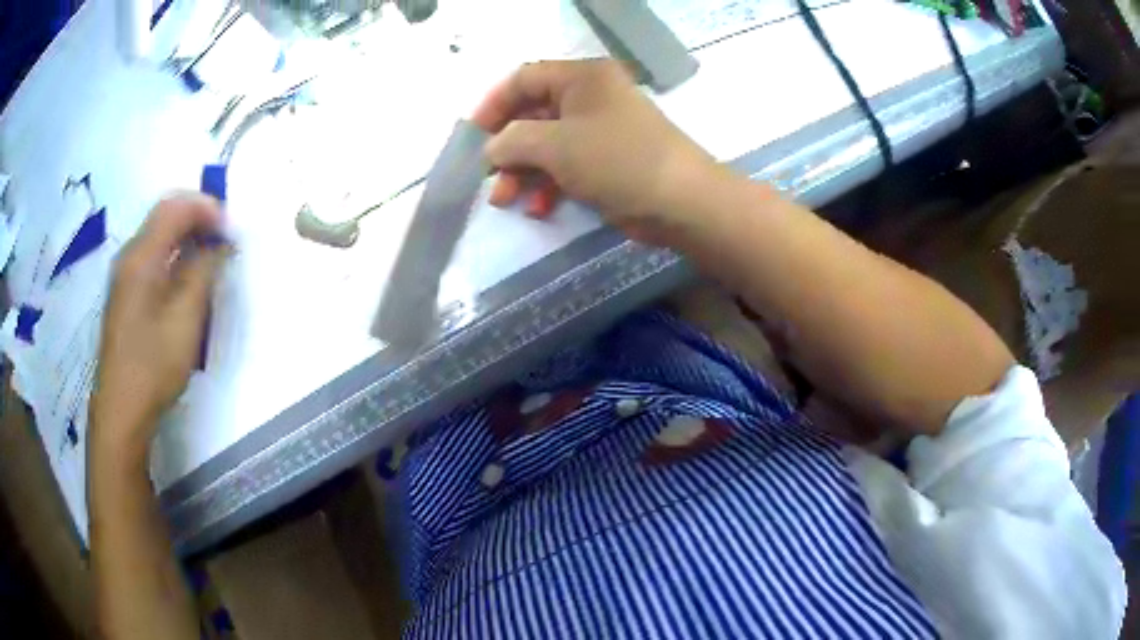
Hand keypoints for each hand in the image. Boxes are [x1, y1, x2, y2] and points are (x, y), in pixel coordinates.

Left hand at [90, 195, 226, 458]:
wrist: (121, 411)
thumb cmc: (153, 366)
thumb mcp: (185, 319)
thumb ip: (203, 272)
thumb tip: (220, 242)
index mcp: (141, 256)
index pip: (176, 207)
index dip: (207, 209)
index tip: (232, 232)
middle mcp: (129, 256)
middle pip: (164, 215)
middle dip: (197, 218)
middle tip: (223, 241)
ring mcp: (123, 276)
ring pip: (157, 235)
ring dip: (186, 236)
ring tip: (209, 259)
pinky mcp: (124, 295)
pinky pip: (151, 257)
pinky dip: (173, 255)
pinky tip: (185, 280)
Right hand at [473, 60, 718, 244]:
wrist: (681, 203)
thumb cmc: (617, 159)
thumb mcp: (555, 145)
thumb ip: (512, 141)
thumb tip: (491, 148)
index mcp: (582, 77)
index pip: (524, 79)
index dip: (493, 105)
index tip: (473, 137)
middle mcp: (590, 97)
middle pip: (533, 115)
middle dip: (507, 149)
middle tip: (488, 178)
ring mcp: (601, 130)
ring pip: (547, 145)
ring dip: (523, 173)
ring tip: (506, 201)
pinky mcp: (608, 161)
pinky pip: (567, 166)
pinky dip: (549, 185)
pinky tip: (538, 208)